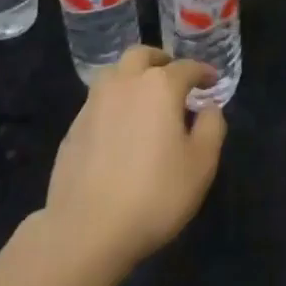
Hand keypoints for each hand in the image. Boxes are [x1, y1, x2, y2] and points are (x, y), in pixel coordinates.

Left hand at [41, 47, 225, 278]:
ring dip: (132, 77)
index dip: (203, 72)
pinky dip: (114, 104)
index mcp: (160, 86)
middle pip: (142, 55)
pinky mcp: (73, 128)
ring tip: (144, 99)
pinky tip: (120, 129)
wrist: (86, 230)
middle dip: (161, 61)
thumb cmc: (155, 194)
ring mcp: (93, 104)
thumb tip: (208, 108)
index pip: (186, 67)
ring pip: (114, 73)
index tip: (212, 81)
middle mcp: (125, 84)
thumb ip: (212, 127)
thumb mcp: (201, 164)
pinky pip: (98, 102)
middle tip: (173, 77)